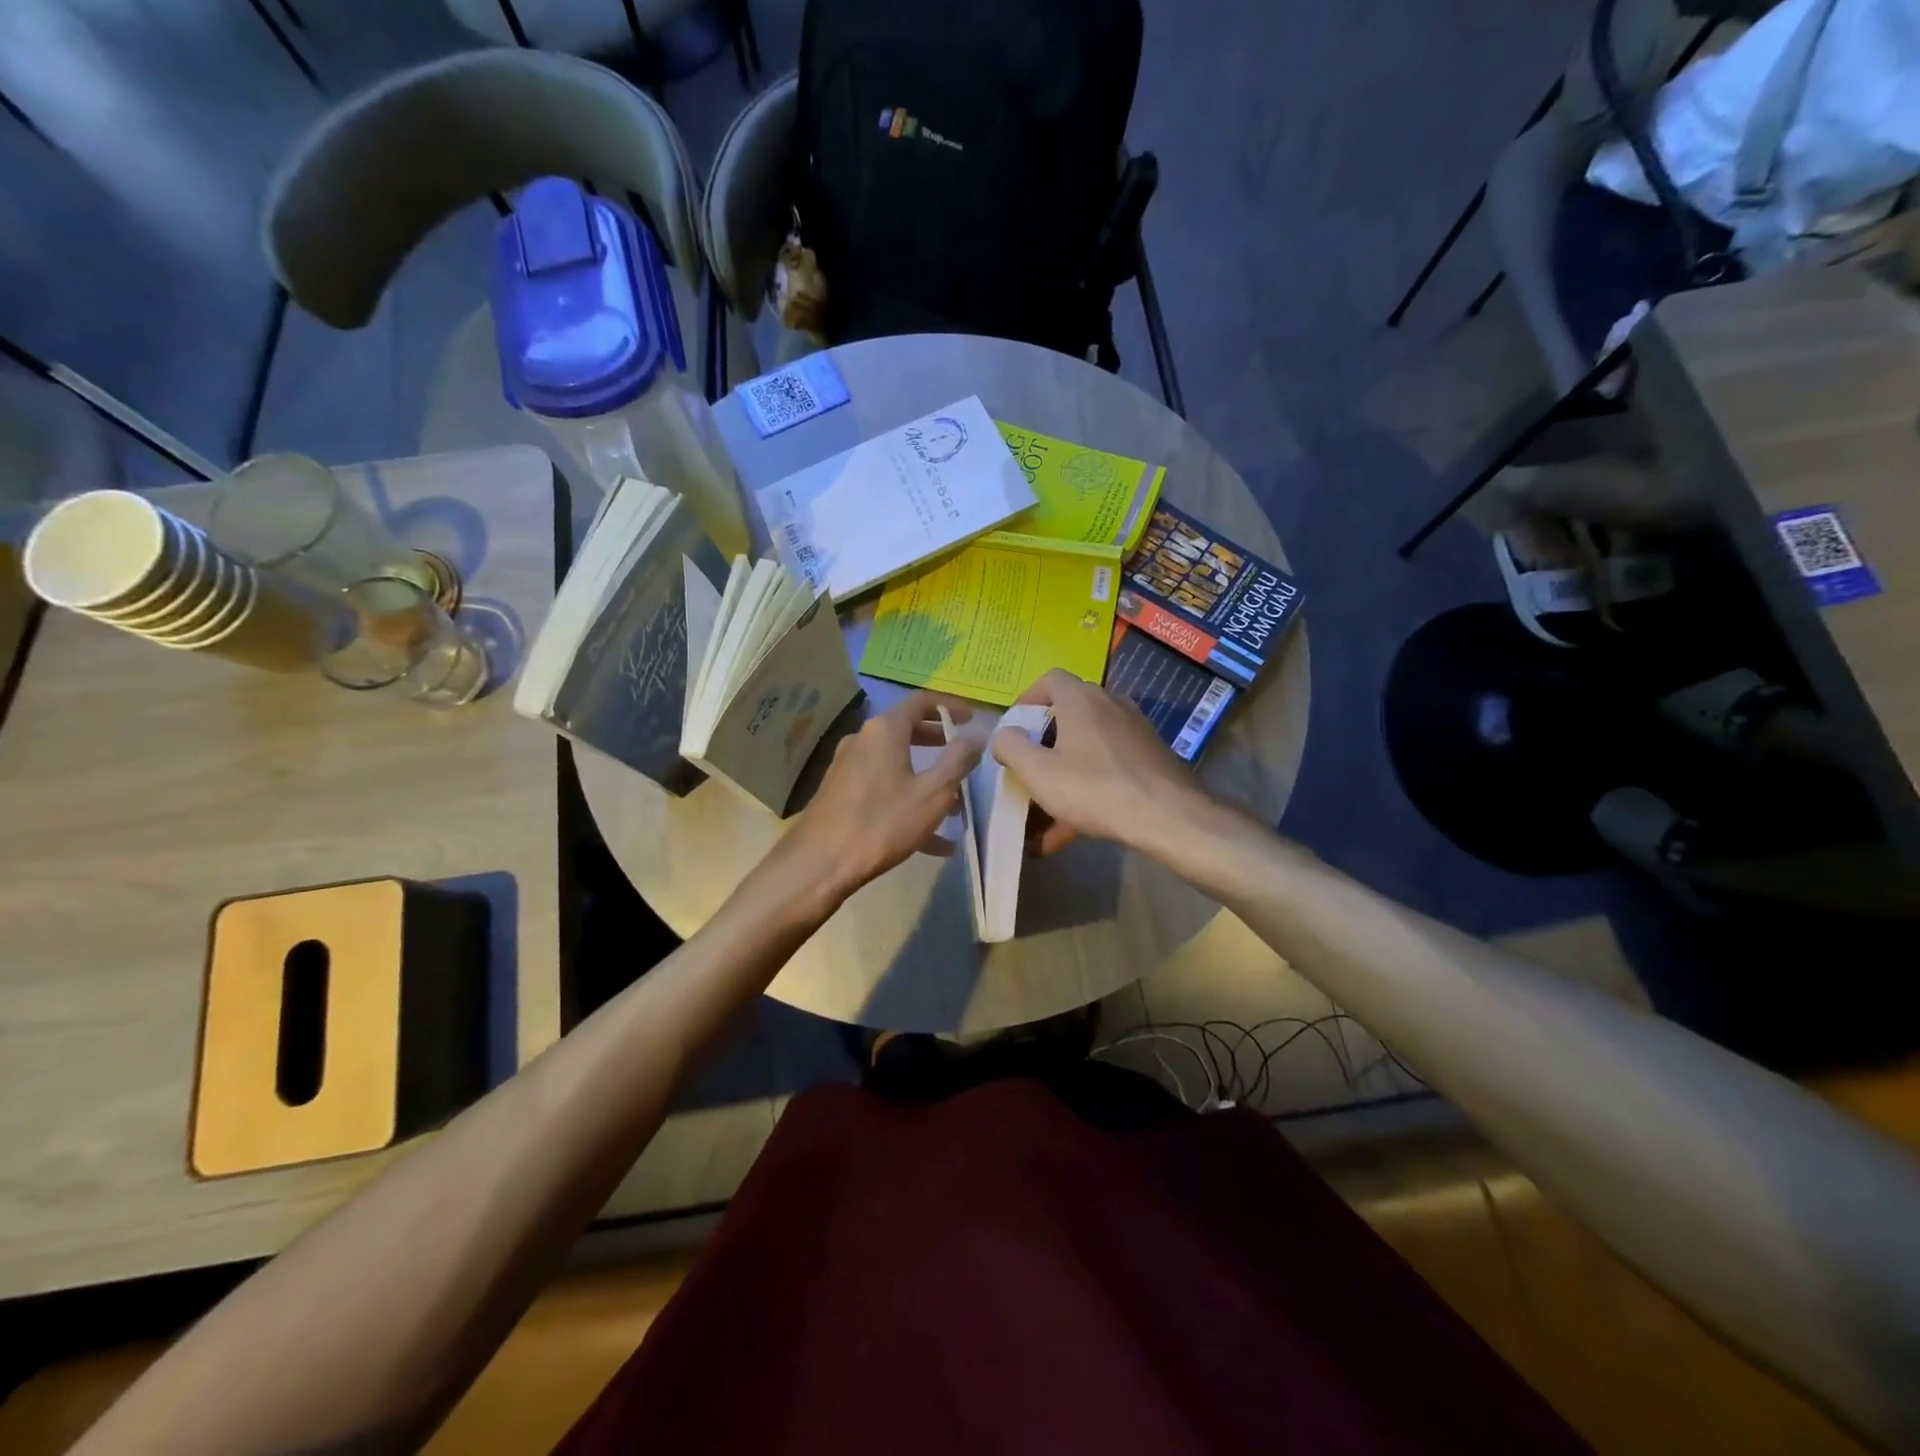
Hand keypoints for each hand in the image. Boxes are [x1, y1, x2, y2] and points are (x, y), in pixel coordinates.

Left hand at [777, 691, 981, 908]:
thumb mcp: (933, 793)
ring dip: (925, 776)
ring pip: (895, 762)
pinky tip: (932, 841)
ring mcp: (848, 766)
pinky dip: (906, 799)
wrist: (820, 862)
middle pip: (906, 729)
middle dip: (938, 742)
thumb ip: (958, 760)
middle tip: (962, 754)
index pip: (922, 700)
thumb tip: (976, 735)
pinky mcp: (840, 792)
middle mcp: (863, 739)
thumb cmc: (882, 822)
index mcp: (885, 730)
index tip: (972, 718)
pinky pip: (882, 787)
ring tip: (954, 806)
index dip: (950, 705)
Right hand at [992, 669, 1207, 855]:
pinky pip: (1108, 767)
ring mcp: (1134, 730)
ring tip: (1046, 813)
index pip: (1050, 679)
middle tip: (1029, 769)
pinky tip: (1073, 830)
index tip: (1014, 728)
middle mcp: (1110, 704)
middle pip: (1069, 714)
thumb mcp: (1038, 772)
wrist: (1168, 816)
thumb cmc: (1094, 788)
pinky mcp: (1150, 757)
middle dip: (1044, 743)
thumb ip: (1011, 747)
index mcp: (1081, 699)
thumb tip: (1004, 734)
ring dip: (1065, 773)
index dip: (1028, 699)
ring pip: (1088, 747)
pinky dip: (1088, 789)